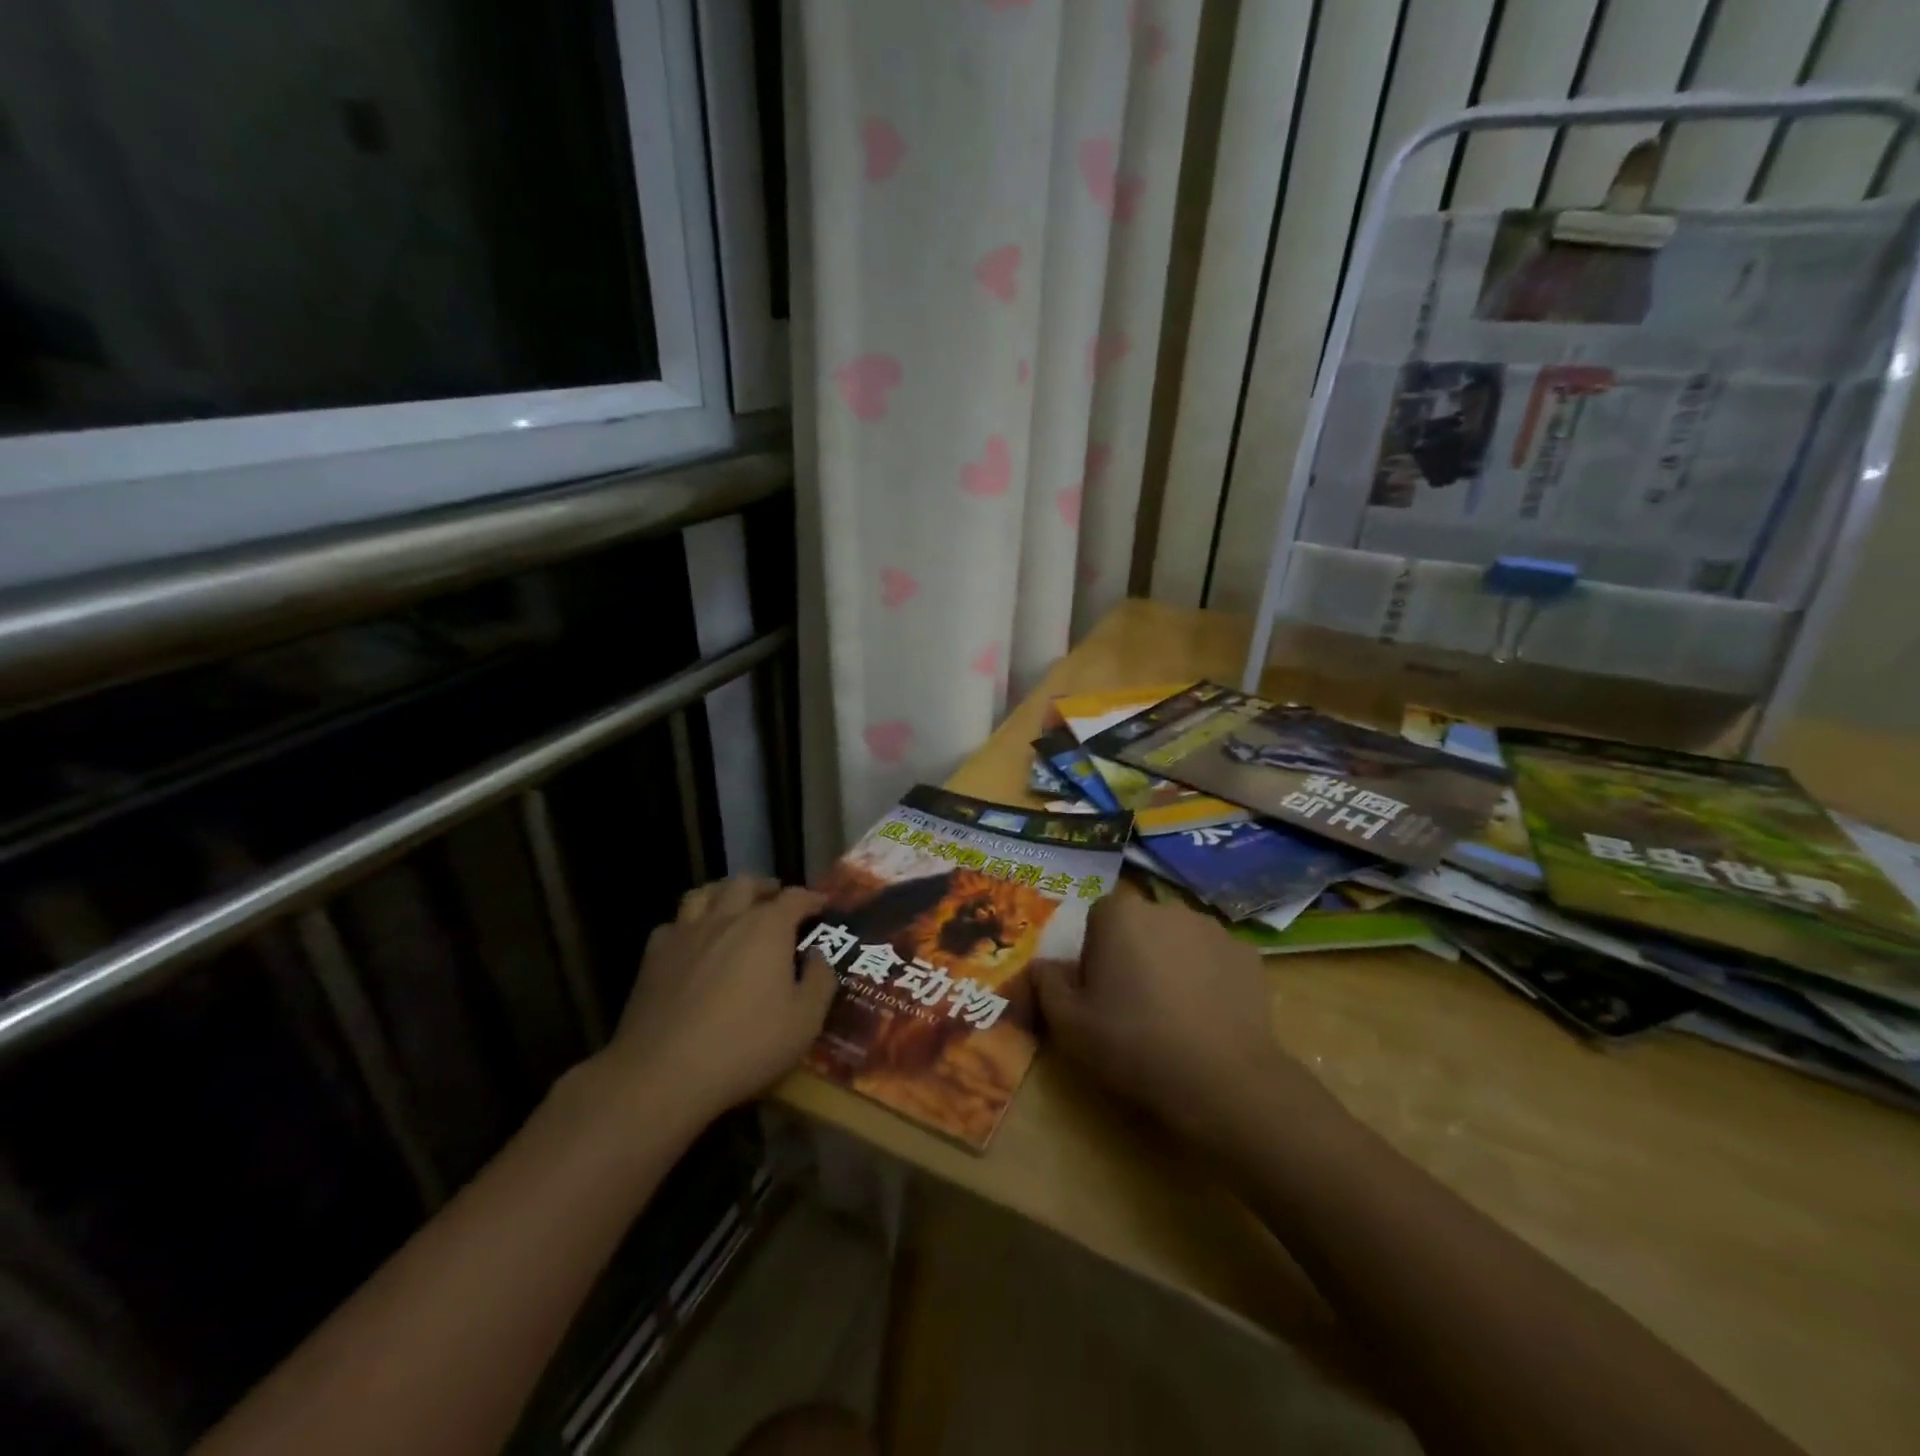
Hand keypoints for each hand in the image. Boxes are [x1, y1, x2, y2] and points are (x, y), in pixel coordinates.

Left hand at [602, 876, 833, 1120]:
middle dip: (766, 887)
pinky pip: (674, 924)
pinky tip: (692, 940)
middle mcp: (726, 919)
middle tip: (776, 900)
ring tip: (733, 905)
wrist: (663, 1073)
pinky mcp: (653, 957)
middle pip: (746, 884)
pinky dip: (688, 924)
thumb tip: (817, 955)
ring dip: (724, 892)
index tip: (821, 905)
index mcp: (767, 929)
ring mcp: (685, 934)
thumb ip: (819, 981)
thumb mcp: (804, 1022)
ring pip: (704, 893)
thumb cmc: (745, 1046)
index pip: (795, 898)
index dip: (811, 898)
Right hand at [1032, 893, 1320, 1150]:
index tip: (1100, 993)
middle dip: (1134, 953)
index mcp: (1119, 913)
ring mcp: (1212, 928)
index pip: (1097, 919)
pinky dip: (1209, 978)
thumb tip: (1042, 965)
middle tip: (1134, 1004)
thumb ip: (1046, 984)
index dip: (1095, 955)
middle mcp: (1166, 907)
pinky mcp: (1247, 954)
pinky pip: (1215, 959)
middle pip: (1140, 925)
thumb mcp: (1068, 1023)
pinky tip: (1208, 1017)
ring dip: (1172, 963)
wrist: (1221, 1079)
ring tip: (1175, 1014)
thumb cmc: (1133, 1042)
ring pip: (1179, 940)